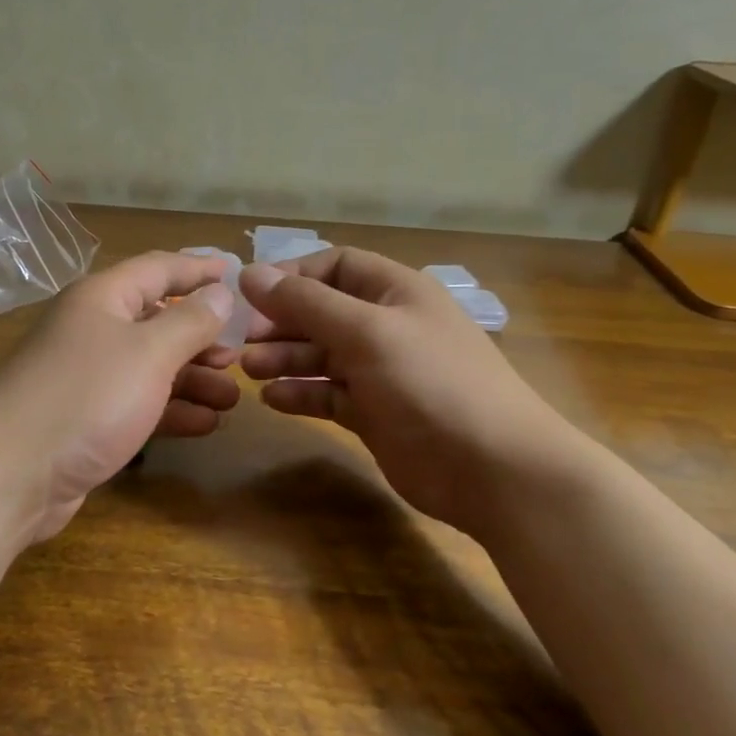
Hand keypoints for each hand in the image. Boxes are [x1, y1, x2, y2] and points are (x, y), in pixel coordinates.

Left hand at [0, 251, 241, 540]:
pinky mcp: (86, 420)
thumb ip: (190, 321)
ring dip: (193, 380)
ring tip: (232, 398)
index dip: (199, 268)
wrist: (10, 474)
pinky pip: (138, 405)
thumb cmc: (86, 398)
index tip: (238, 274)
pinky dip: (171, 411)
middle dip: (202, 337)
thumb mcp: (149, 353)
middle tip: (240, 356)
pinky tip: (205, 424)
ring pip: (151, 368)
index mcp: (102, 298)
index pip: (159, 268)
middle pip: (157, 321)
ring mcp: (87, 377)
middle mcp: (92, 330)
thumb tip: (219, 293)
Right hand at [238, 248, 575, 533]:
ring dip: (285, 358)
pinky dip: (301, 394)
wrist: (492, 468)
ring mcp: (381, 373)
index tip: (250, 295)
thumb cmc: (430, 383)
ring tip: (250, 370)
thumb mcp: (366, 332)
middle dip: (282, 322)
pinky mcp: (375, 414)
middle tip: (243, 341)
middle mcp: (387, 326)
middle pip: (323, 312)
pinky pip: (328, 395)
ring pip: (321, 355)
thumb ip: (306, 303)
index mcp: (396, 292)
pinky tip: (273, 400)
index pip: (336, 267)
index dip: (292, 276)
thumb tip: (249, 274)